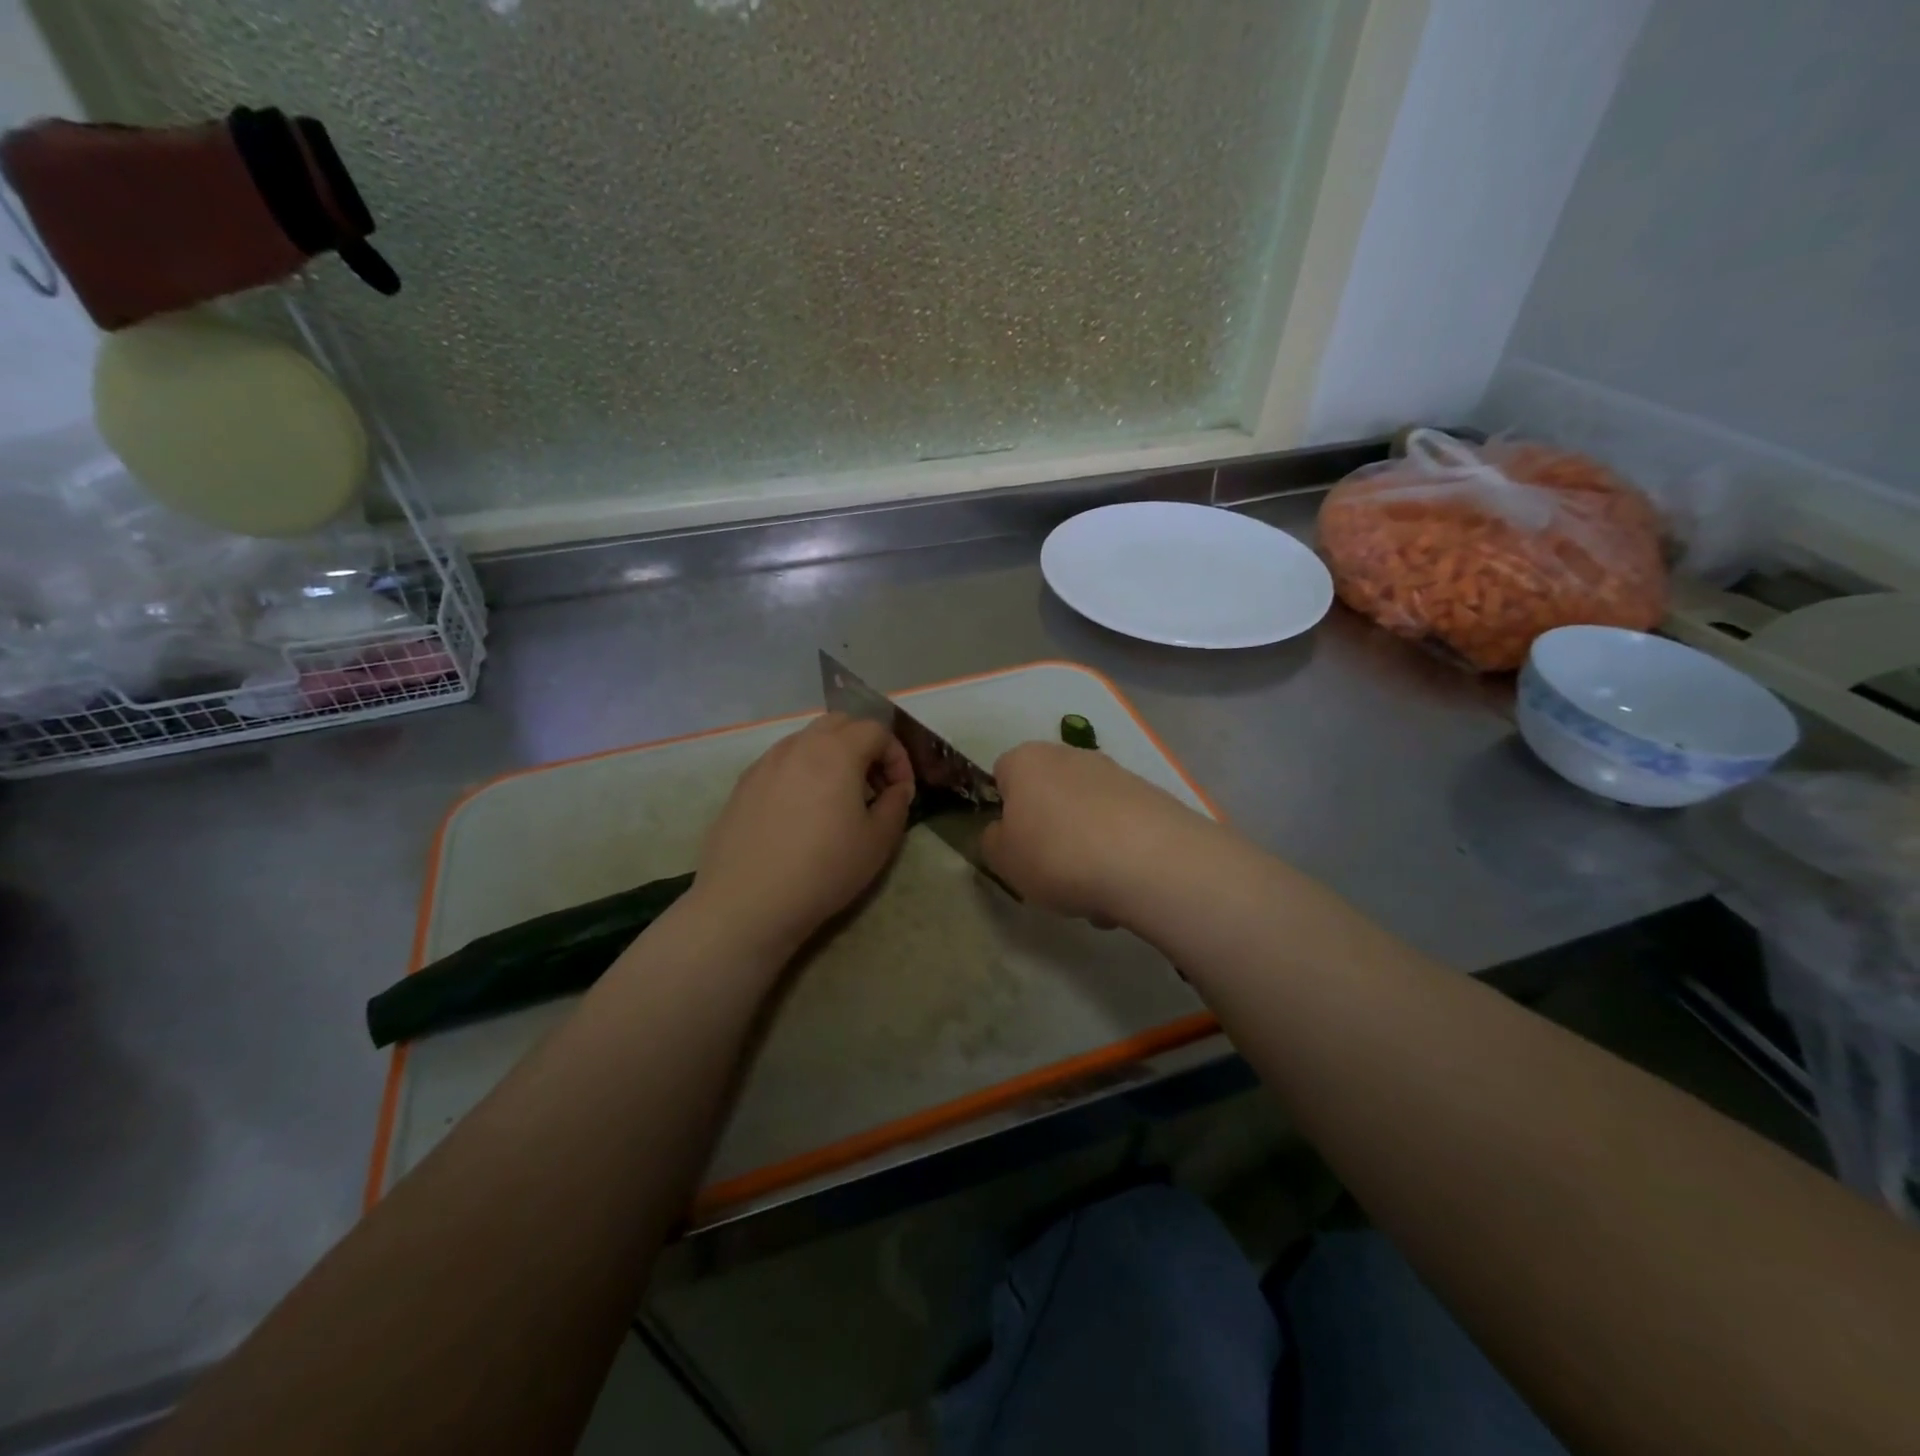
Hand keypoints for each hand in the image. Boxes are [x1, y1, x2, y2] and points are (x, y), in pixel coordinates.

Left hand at [690, 713, 914, 956]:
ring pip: (807, 740)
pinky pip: (782, 763)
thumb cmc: (823, 869)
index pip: (877, 731)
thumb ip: (896, 805)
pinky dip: (803, 772)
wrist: (748, 902)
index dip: (897, 757)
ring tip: (838, 799)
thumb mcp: (877, 842)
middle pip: (840, 724)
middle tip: (873, 785)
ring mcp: (766, 763)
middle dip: (865, 745)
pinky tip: (802, 813)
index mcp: (836, 752)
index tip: (901, 792)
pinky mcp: (743, 784)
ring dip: (832, 757)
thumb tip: (897, 789)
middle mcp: (798, 746)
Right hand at [980, 742, 1218, 924]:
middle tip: (1051, 873)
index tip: (1013, 845)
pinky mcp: (1152, 797)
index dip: (1004, 810)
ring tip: (1095, 893)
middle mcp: (1071, 756)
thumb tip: (1003, 832)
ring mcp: (1116, 773)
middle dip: (1049, 831)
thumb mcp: (1003, 859)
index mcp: (1027, 760)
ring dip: (1085, 848)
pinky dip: (1118, 854)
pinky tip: (1125, 887)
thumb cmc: (1058, 854)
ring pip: (1086, 816)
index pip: (1002, 774)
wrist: (1150, 861)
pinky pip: (1121, 828)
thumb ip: (993, 842)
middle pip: (1049, 795)